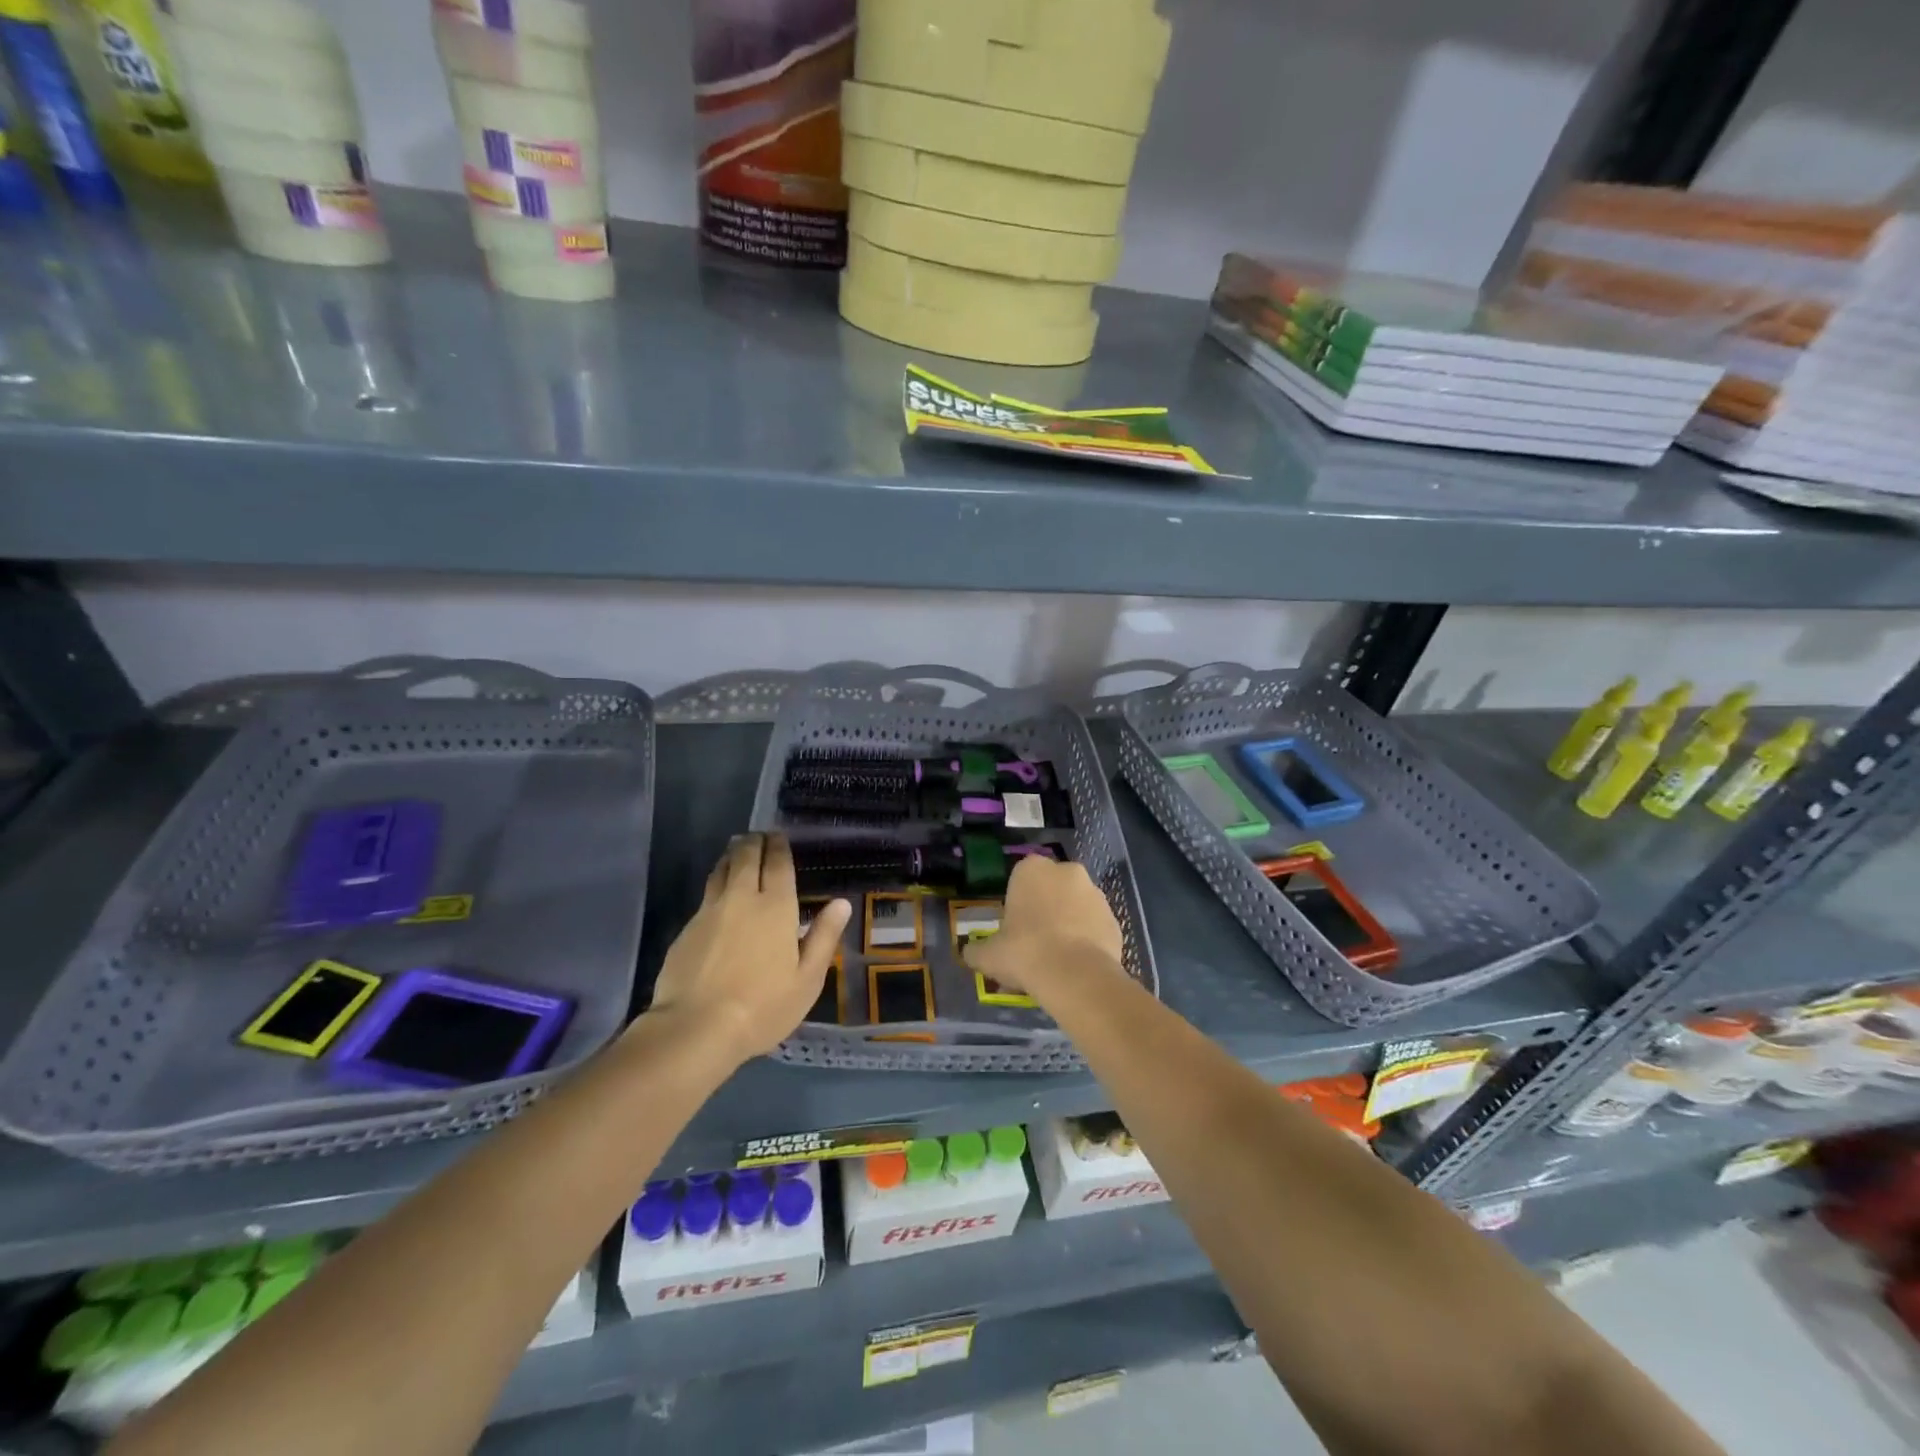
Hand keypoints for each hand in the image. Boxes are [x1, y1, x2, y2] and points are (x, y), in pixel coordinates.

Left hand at [645, 833, 850, 1065]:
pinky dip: (716, 883)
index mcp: (776, 907)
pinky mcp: (686, 929)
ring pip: (720, 871)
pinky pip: (706, 894)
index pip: (777, 863)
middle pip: (745, 857)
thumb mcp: (807, 978)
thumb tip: (841, 903)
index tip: (778, 836)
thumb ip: (824, 937)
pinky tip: (718, 894)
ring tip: (736, 852)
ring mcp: (709, 911)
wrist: (695, 1028)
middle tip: (758, 837)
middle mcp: (741, 898)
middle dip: (753, 843)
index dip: (778, 846)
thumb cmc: (763, 1006)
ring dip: (731, 857)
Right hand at [963, 854, 1124, 1003]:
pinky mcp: (1114, 918)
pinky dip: (1088, 939)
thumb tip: (968, 952)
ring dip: (1069, 921)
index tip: (1014, 926)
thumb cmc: (1024, 952)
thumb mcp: (988, 954)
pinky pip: (1095, 925)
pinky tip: (1077, 963)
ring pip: (1077, 905)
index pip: (1021, 877)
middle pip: (1052, 887)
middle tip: (1035, 940)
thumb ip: (976, 950)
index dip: (1018, 902)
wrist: (1074, 975)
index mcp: (1032, 869)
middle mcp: (1067, 871)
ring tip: (1058, 957)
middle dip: (1046, 907)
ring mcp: (1095, 893)